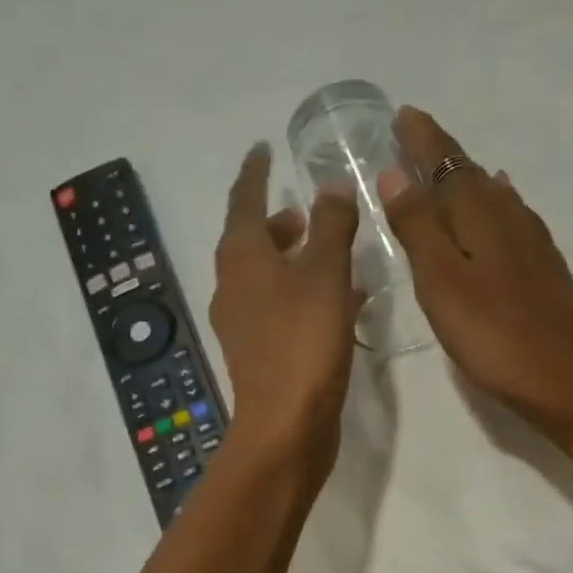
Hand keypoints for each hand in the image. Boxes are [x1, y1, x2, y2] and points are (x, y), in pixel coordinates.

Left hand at [209, 143, 362, 476]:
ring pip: (266, 277)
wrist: (286, 425)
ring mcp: (244, 324)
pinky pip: (281, 308)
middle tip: (304, 210)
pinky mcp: (261, 354)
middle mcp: (234, 287)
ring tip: (328, 251)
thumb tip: (331, 185)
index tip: (263, 148)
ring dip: (292, 259)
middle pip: (250, 241)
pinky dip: (303, 293)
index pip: (243, 200)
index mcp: (241, 258)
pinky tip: (338, 301)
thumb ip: (331, 226)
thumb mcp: (324, 274)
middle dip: (275, 222)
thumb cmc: (303, 341)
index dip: (254, 172)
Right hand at [383, 107, 572, 446]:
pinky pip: (512, 217)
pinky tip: (500, 205)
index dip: (423, 139)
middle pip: (469, 174)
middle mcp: (509, 216)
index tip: (404, 115)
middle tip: (414, 139)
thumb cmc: (491, 333)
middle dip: (441, 155)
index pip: (446, 162)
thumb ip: (417, 227)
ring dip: (466, 178)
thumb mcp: (440, 281)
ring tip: (446, 170)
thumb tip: (394, 173)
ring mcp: (532, 241)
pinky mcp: (544, 267)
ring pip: (493, 195)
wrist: (564, 377)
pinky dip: (496, 203)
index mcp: (479, 214)